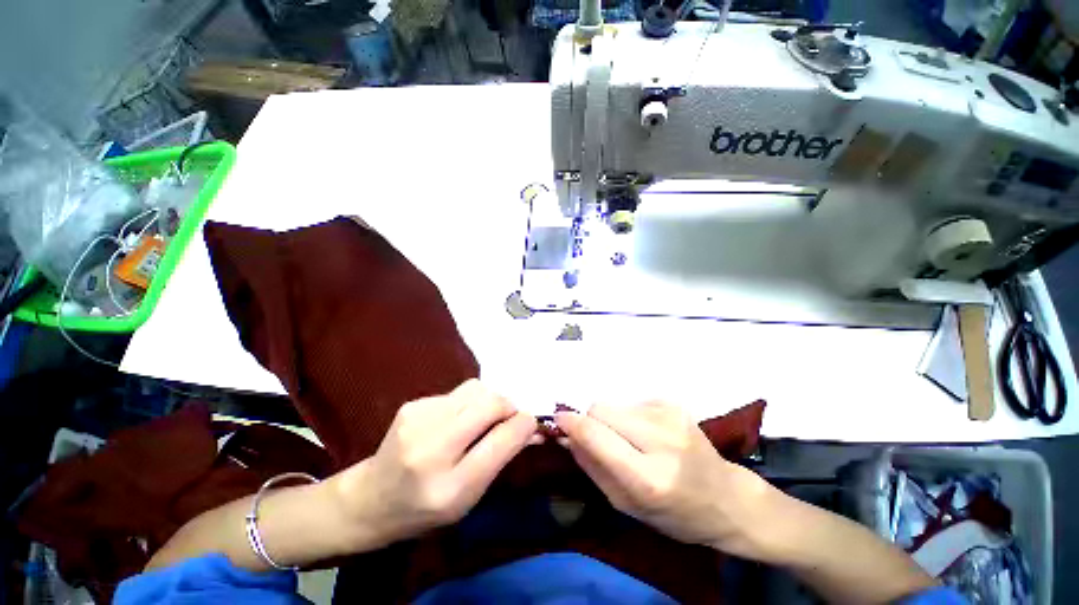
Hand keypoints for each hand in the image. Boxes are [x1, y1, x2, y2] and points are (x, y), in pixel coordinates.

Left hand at [332, 380, 535, 548]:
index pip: (502, 440)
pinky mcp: (413, 404)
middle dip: (508, 406)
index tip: (530, 423)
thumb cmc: (425, 509)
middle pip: (490, 402)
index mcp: (450, 487)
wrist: (369, 500)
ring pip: (477, 389)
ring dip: (489, 401)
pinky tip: (455, 420)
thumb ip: (501, 458)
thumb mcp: (469, 497)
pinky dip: (468, 402)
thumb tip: (531, 426)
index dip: (524, 424)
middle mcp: (432, 448)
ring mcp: (418, 420)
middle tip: (507, 419)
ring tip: (480, 419)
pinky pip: (458, 392)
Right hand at [556, 402, 779, 557]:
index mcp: (648, 477)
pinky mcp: (674, 403)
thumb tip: (567, 435)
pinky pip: (632, 402)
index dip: (572, 423)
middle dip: (591, 421)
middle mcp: (661, 439)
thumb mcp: (626, 505)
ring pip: (615, 404)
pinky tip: (648, 434)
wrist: (726, 497)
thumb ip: (592, 467)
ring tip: (631, 441)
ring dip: (613, 420)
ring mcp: (671, 416)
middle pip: (601, 409)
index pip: (596, 435)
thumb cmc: (675, 514)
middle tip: (601, 440)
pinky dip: (630, 416)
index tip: (559, 420)